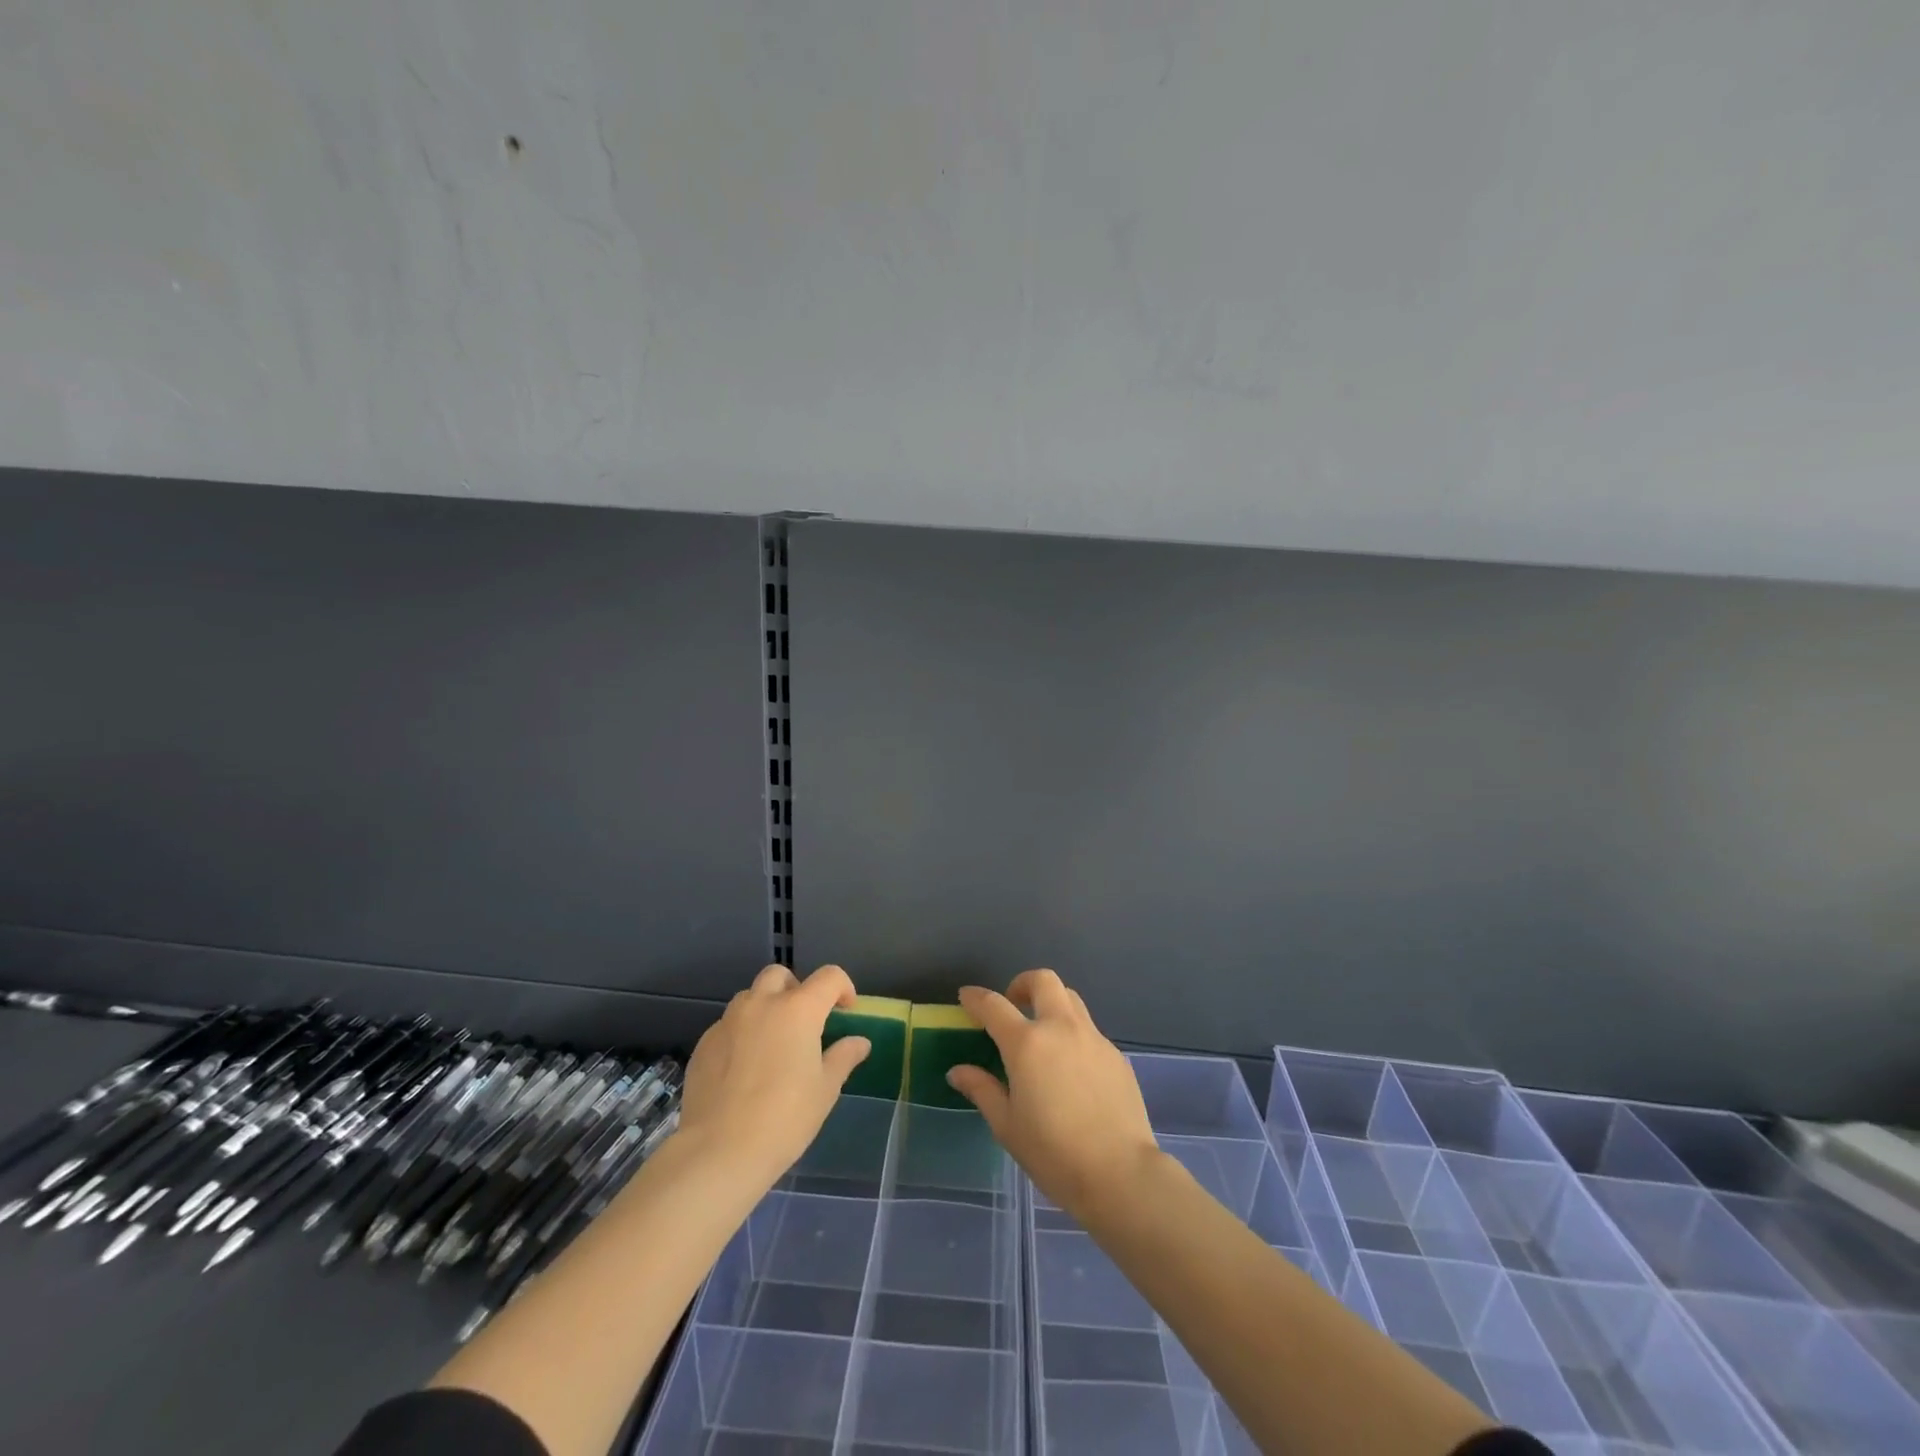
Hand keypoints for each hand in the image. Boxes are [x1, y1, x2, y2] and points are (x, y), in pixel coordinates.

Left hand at [677, 964, 870, 1183]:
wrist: (718, 1152)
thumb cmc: (784, 1118)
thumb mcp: (825, 1090)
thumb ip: (843, 1057)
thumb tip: (860, 1042)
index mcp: (798, 1010)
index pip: (829, 977)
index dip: (843, 988)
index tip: (846, 1012)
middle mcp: (761, 1004)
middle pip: (780, 975)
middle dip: (796, 989)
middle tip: (804, 1022)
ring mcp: (728, 1022)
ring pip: (750, 998)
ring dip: (765, 1009)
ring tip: (772, 1045)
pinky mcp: (704, 1044)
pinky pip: (728, 1026)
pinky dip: (742, 1034)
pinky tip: (744, 1070)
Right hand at [947, 970, 1159, 1222]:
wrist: (1120, 1173)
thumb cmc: (1053, 1153)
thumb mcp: (1007, 1126)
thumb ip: (982, 1090)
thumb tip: (958, 1071)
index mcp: (1027, 1043)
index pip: (993, 1005)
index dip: (975, 997)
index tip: (966, 997)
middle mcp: (1060, 1028)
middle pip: (1042, 980)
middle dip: (1022, 983)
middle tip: (1013, 1004)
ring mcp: (1093, 1038)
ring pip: (1070, 999)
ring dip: (1051, 1003)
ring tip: (1042, 1033)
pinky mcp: (1115, 1055)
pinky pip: (1089, 1030)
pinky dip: (1073, 1034)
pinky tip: (1071, 1069)